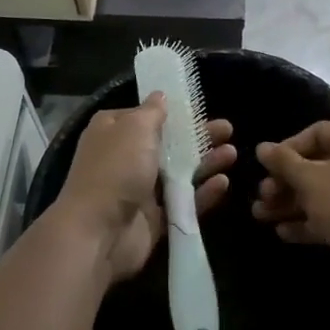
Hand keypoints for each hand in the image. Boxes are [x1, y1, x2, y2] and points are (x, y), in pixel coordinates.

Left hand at [52, 95, 235, 283]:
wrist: (97, 232)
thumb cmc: (115, 169)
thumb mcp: (134, 127)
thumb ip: (153, 111)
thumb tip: (161, 96)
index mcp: (113, 131)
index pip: (145, 116)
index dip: (172, 112)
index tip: (199, 108)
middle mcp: (125, 158)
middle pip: (169, 144)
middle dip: (198, 136)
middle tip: (228, 129)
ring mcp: (140, 190)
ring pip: (179, 173)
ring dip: (205, 162)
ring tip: (231, 153)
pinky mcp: (154, 219)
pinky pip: (183, 203)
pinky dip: (203, 193)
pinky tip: (223, 183)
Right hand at [253, 122, 329, 269]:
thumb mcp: (309, 180)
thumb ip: (282, 162)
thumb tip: (262, 147)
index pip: (316, 133)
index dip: (286, 149)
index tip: (266, 167)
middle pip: (317, 164)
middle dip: (285, 183)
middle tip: (262, 197)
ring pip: (324, 190)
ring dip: (291, 203)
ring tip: (261, 216)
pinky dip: (311, 218)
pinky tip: (283, 232)